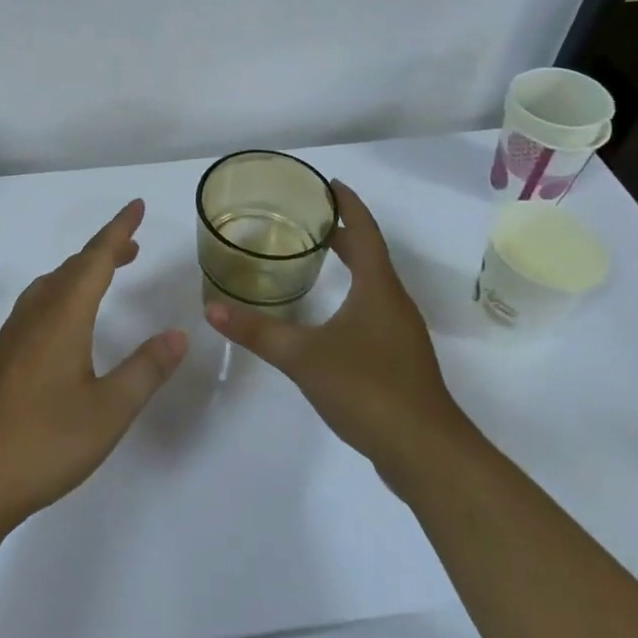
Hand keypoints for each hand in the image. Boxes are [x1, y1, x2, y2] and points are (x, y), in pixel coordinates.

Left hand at [0, 199, 187, 533]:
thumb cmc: (44, 442)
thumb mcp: (109, 410)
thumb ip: (145, 369)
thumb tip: (178, 334)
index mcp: (63, 316)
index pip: (96, 259)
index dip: (119, 231)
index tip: (137, 205)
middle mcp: (35, 315)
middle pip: (72, 268)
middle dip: (104, 251)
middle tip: (132, 247)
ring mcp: (11, 336)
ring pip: (50, 286)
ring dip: (80, 273)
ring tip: (104, 277)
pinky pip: (36, 306)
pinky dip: (61, 295)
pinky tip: (65, 324)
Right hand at [205, 179, 465, 491]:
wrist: (425, 453)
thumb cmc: (368, 389)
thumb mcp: (303, 356)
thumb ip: (258, 331)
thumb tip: (211, 308)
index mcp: (378, 288)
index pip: (364, 232)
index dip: (348, 205)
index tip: (329, 183)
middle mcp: (394, 302)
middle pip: (370, 254)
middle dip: (344, 232)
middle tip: (309, 217)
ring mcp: (401, 333)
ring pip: (374, 283)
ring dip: (351, 263)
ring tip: (317, 256)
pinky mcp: (400, 359)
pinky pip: (375, 309)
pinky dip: (353, 294)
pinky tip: (333, 315)